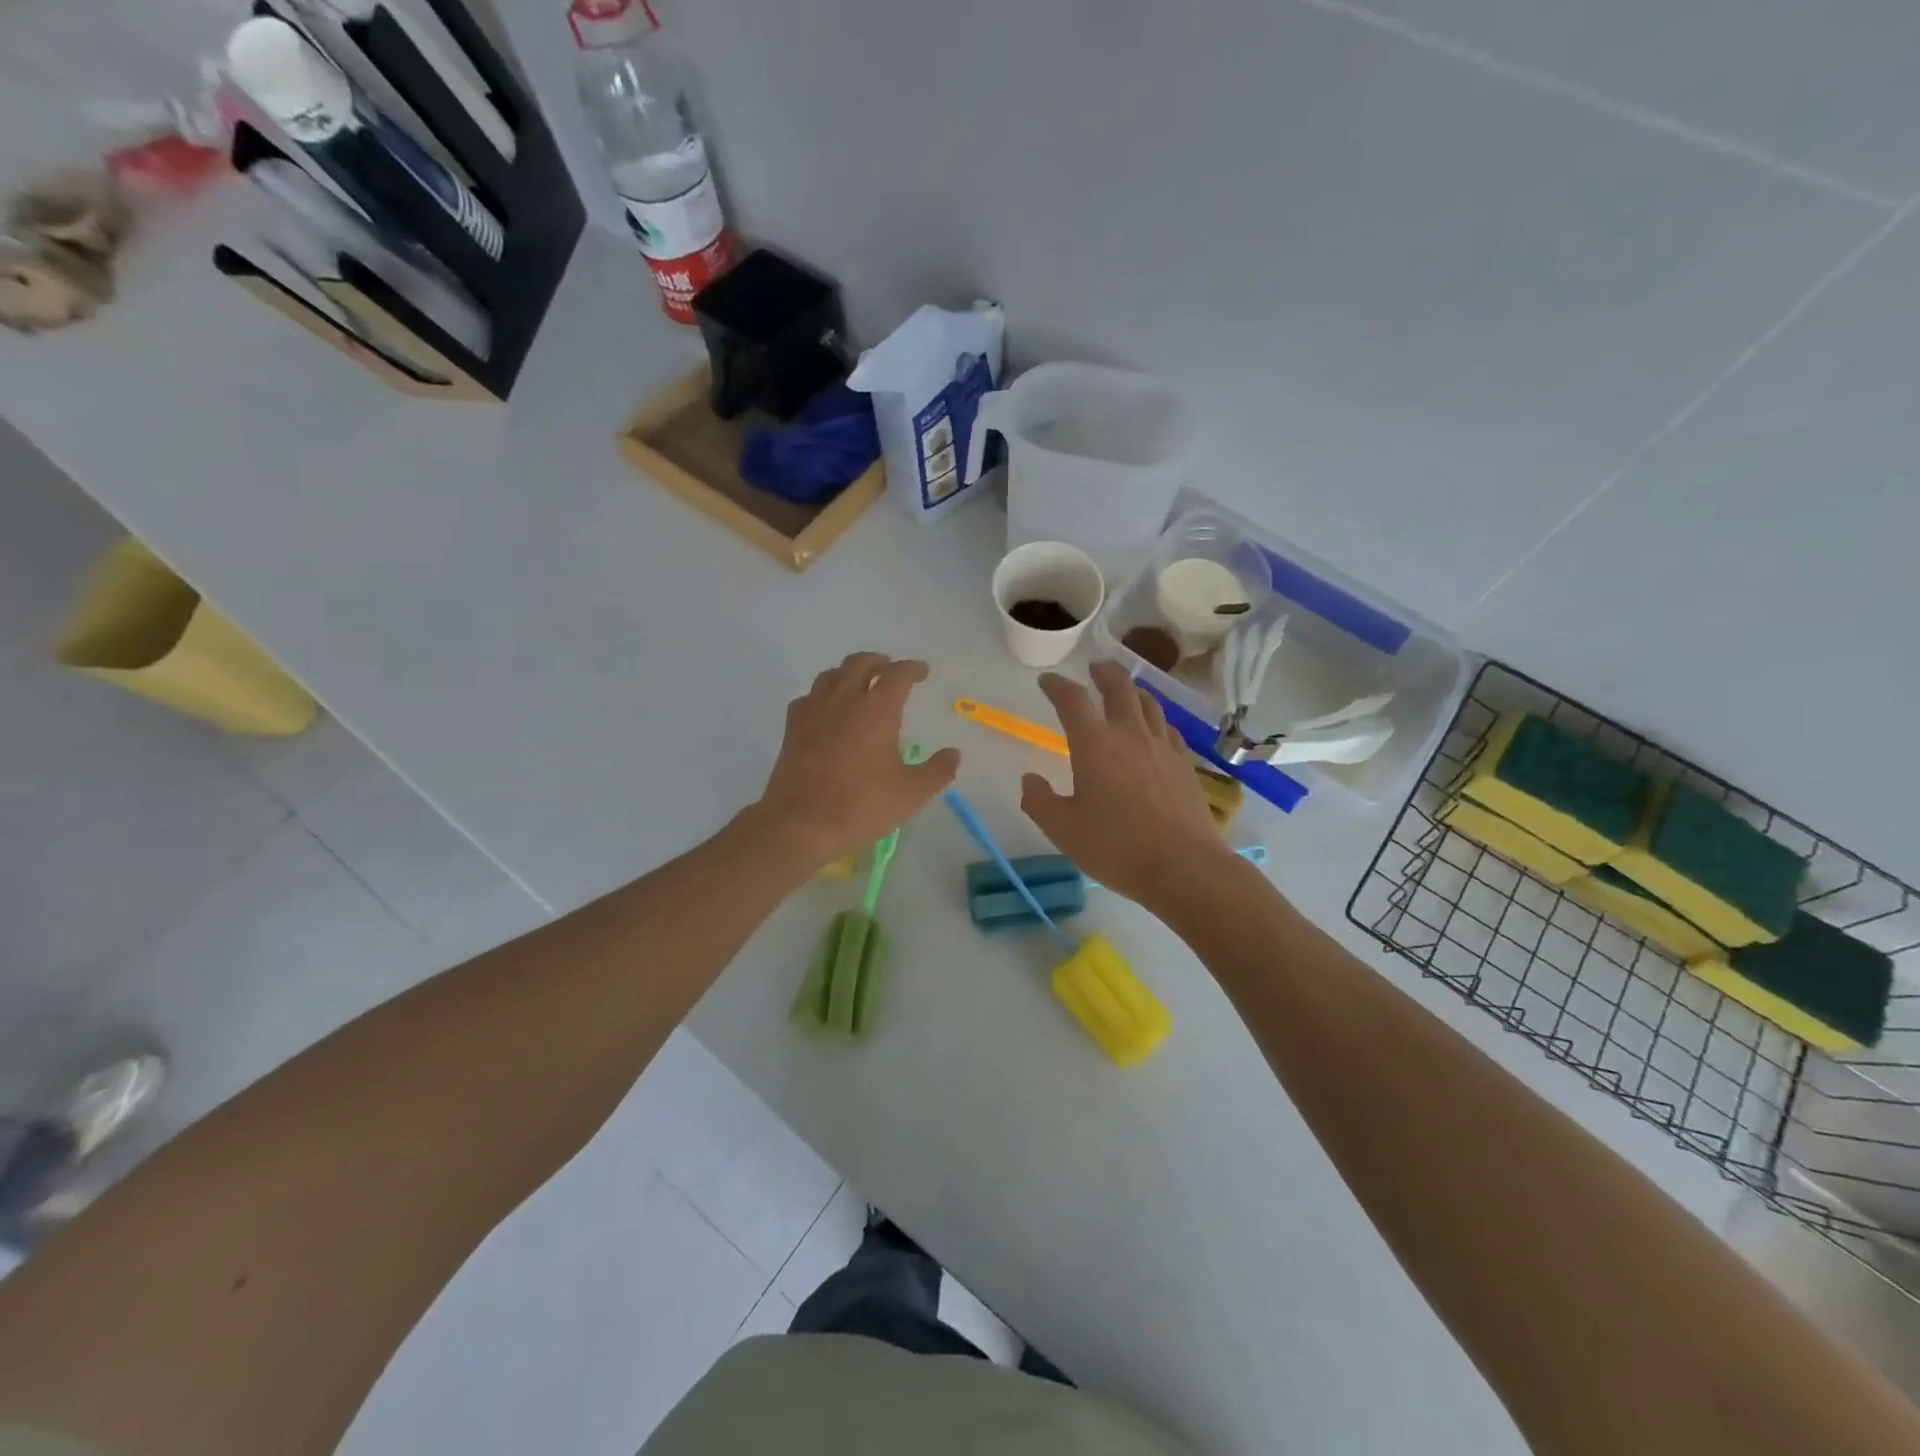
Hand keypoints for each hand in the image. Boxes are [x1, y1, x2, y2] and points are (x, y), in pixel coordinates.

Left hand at [750, 652, 959, 870]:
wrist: (800, 824)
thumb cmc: (861, 806)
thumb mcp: (911, 794)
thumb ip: (937, 771)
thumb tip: (953, 754)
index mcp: (877, 710)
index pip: (897, 674)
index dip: (912, 669)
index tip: (922, 672)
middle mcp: (844, 700)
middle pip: (860, 664)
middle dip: (878, 662)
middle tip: (889, 669)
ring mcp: (813, 712)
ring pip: (831, 676)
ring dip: (848, 673)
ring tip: (858, 684)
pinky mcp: (792, 729)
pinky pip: (808, 698)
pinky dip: (823, 695)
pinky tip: (826, 710)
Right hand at [1022, 661, 1232, 910]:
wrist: (1183, 867)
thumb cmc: (1115, 847)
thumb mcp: (1063, 829)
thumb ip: (1039, 801)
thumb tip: (1029, 779)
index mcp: (1095, 744)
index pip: (1073, 700)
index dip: (1057, 686)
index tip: (1048, 682)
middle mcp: (1130, 735)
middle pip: (1119, 687)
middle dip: (1103, 673)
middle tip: (1094, 668)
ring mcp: (1163, 747)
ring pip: (1149, 704)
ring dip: (1132, 691)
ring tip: (1125, 692)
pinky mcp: (1185, 765)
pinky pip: (1168, 730)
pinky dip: (1155, 721)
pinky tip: (1154, 731)